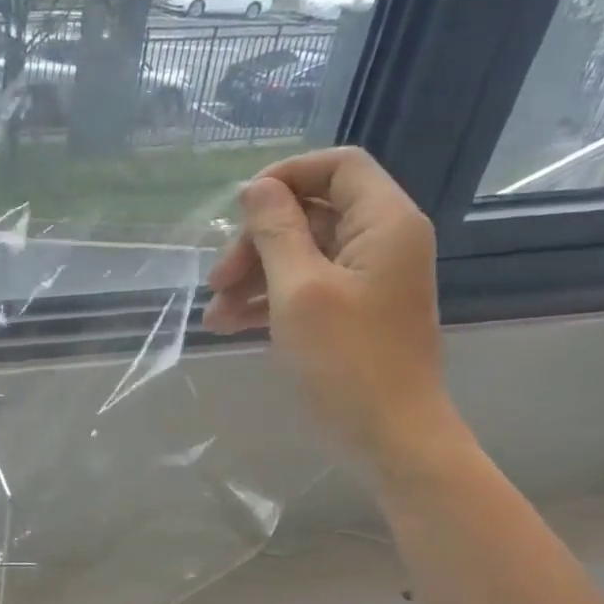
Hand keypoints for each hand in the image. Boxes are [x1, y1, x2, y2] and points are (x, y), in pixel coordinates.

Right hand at [204, 147, 451, 466]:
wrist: (390, 437)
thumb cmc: (346, 361)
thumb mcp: (299, 290)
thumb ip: (276, 232)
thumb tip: (256, 188)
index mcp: (383, 223)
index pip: (337, 166)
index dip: (285, 177)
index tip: (238, 210)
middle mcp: (380, 242)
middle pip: (310, 214)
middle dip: (256, 243)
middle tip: (216, 282)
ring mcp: (366, 280)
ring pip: (300, 255)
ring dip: (252, 278)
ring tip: (213, 317)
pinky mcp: (352, 313)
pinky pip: (305, 288)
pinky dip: (267, 301)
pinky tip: (230, 325)